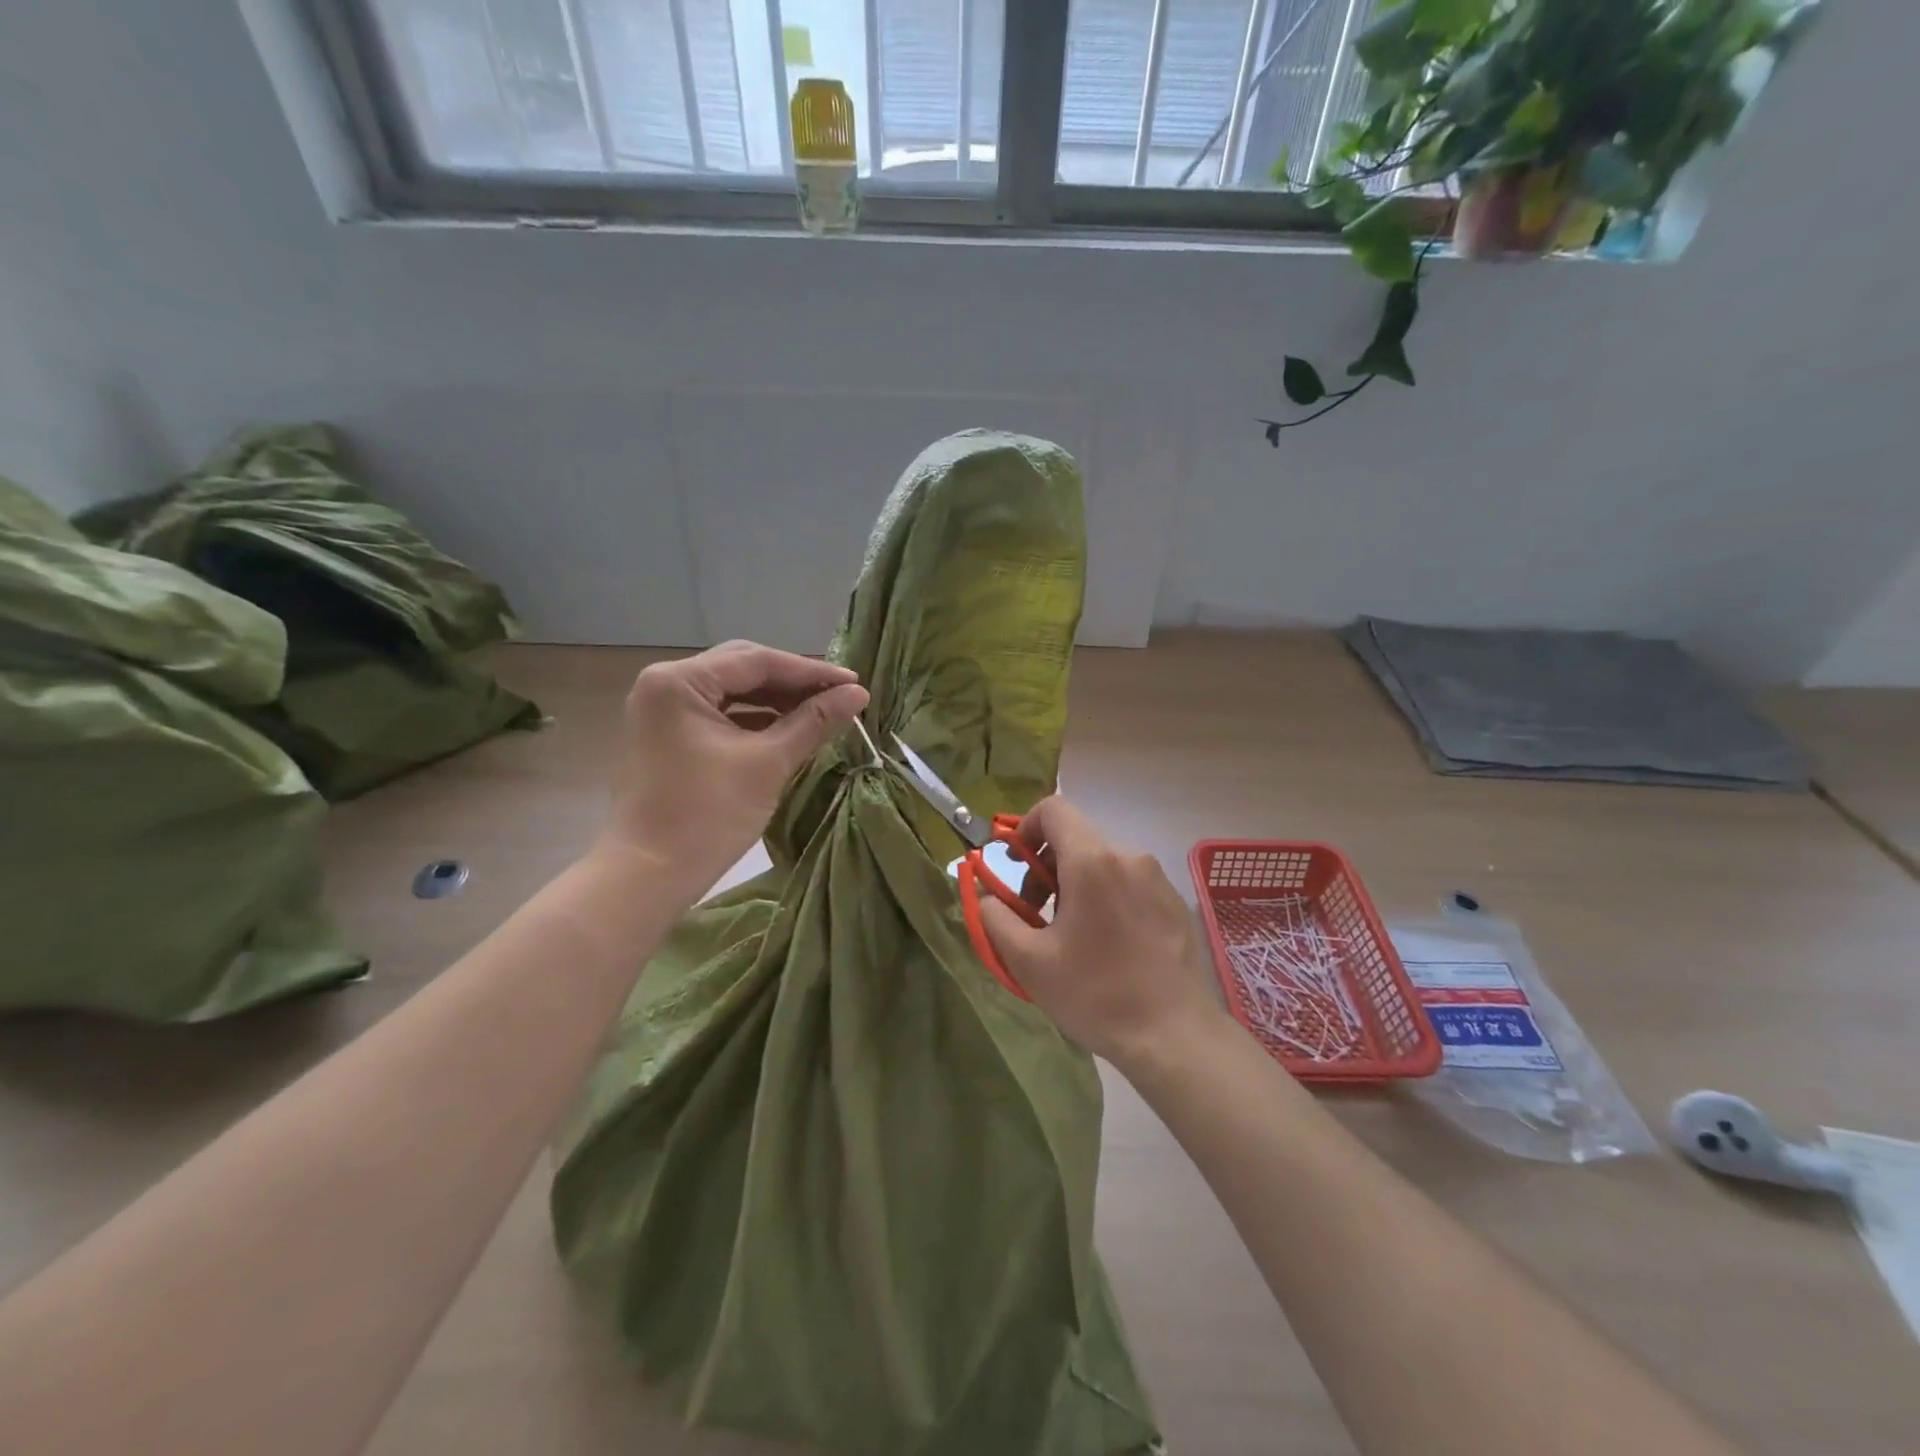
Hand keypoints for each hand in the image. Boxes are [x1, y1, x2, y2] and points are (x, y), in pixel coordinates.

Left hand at [599, 641, 868, 894]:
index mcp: (679, 681)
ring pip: (732, 693)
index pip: (757, 661)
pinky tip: (789, 729)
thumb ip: (813, 722)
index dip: (811, 671)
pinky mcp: (668, 737)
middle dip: (793, 682)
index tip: (854, 683)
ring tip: (822, 711)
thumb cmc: (707, 815)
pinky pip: (720, 715)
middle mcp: (665, 684)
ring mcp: (663, 712)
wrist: (648, 876)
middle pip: (742, 669)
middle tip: (839, 695)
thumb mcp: (768, 763)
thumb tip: (858, 695)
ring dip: (776, 701)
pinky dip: (755, 720)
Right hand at [976, 796, 1226, 1068]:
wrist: (1173, 1036)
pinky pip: (1129, 882)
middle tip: (1036, 913)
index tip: (1016, 868)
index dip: (1026, 829)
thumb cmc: (1095, 994)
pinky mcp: (1174, 902)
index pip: (1053, 809)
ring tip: (1071, 934)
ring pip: (1102, 861)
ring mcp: (1157, 878)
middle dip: (1046, 867)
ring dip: (1076, 884)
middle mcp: (1128, 856)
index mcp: (1092, 861)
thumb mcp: (1028, 961)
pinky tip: (1108, 945)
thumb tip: (986, 894)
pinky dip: (1106, 897)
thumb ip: (995, 917)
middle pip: (1076, 837)